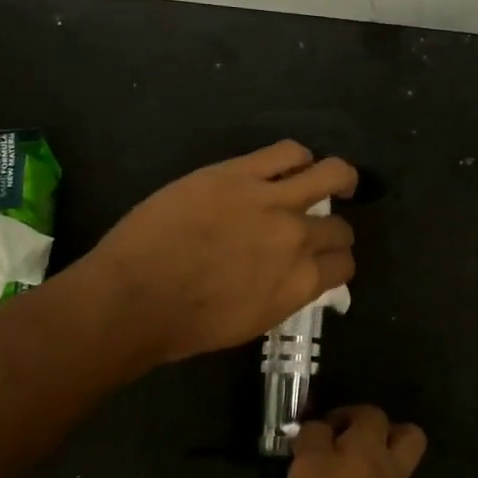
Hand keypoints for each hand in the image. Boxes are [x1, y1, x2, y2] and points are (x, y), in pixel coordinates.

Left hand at [85, 140, 356, 367]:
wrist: (134, 297)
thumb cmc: (187, 325)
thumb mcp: (253, 321)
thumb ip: (285, 292)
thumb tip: (295, 274)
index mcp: (301, 284)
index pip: (343, 265)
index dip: (337, 261)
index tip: (325, 259)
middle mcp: (297, 239)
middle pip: (339, 227)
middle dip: (334, 230)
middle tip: (320, 227)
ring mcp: (271, 201)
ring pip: (329, 174)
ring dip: (337, 179)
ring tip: (328, 180)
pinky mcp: (239, 173)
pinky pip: (287, 152)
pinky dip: (297, 158)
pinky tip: (292, 164)